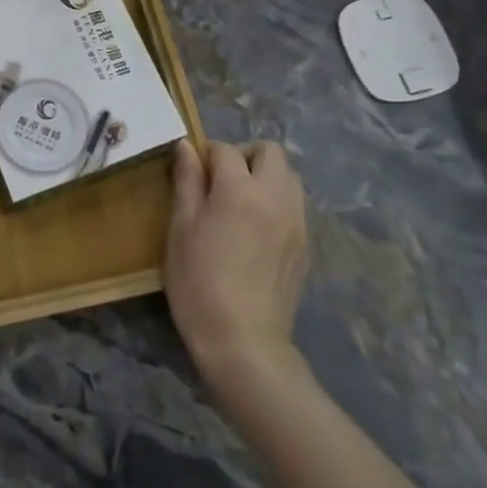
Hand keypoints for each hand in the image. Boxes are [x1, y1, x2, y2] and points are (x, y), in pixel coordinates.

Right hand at [165, 139, 309, 388]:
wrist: (242, 341)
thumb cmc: (198, 280)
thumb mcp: (181, 227)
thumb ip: (187, 180)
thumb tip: (186, 146)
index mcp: (240, 189)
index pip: (225, 149)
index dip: (205, 154)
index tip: (191, 172)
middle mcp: (275, 196)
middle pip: (270, 152)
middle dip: (245, 156)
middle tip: (221, 180)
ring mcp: (296, 222)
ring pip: (289, 177)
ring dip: (266, 176)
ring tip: (241, 203)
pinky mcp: (305, 246)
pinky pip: (295, 205)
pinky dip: (277, 202)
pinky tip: (256, 230)